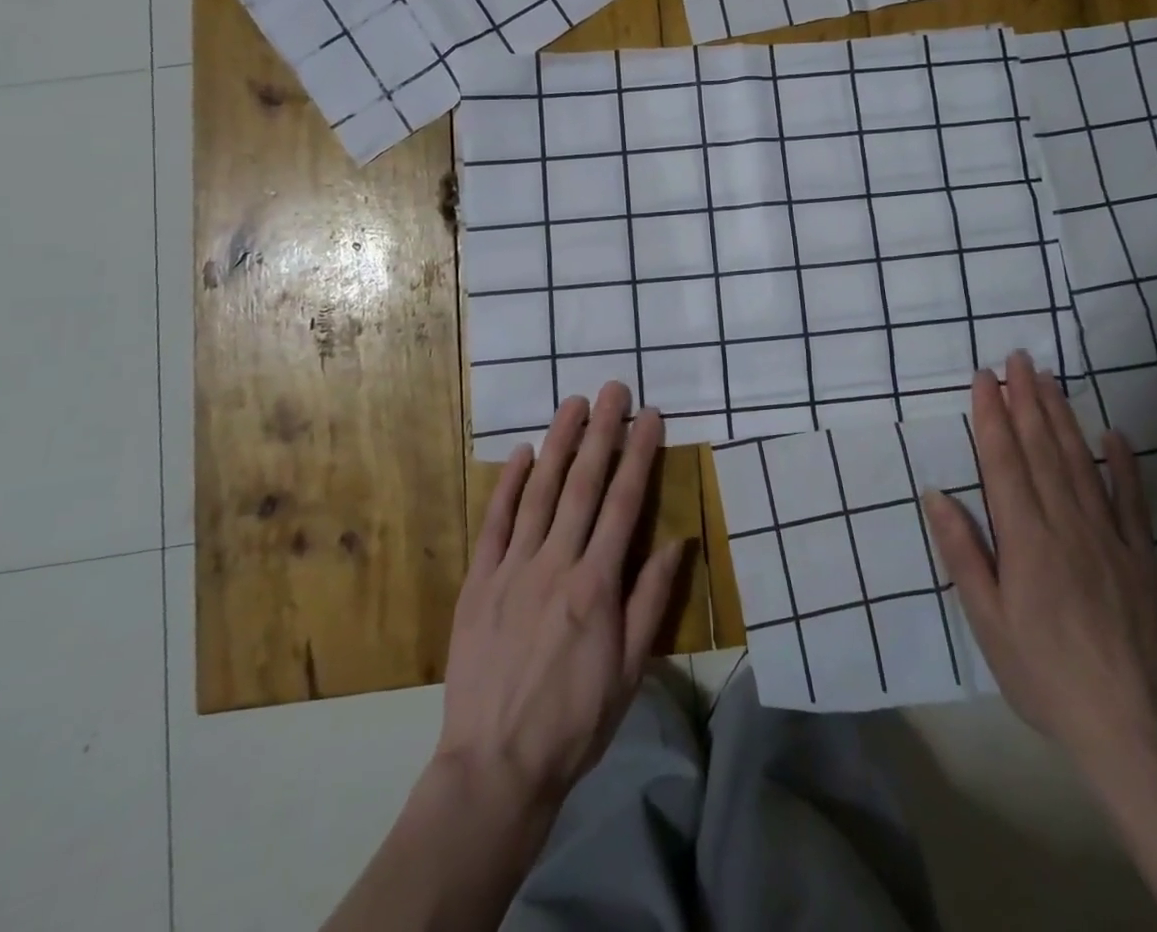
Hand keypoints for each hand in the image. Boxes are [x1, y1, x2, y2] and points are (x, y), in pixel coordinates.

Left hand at [434, 382, 687, 813]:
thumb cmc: (574, 721)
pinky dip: (509, 484)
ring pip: (540, 492)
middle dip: (602, 432)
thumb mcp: (631, 670)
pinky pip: (495, 522)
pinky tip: (522, 453)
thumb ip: (651, 600)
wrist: (495, 767)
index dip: (639, 454)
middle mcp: (556, 563)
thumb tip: (676, 540)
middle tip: (613, 389)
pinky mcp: (479, 581)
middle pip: (584, 485)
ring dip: (559, 443)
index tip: (650, 416)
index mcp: (597, 584)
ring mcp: (513, 568)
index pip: (625, 503)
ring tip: (573, 403)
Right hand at [923, 352, 1156, 767]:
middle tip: (1018, 358)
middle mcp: (1067, 525)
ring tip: (1049, 379)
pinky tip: (1113, 434)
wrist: (1129, 728)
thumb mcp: (986, 621)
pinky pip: (1132, 500)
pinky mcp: (1141, 556)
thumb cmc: (1041, 673)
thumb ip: (963, 553)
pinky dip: (1123, 463)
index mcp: (1026, 540)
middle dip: (1027, 400)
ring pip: (1081, 462)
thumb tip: (937, 494)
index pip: (1004, 462)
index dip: (992, 416)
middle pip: (1043, 450)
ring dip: (1063, 416)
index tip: (984, 377)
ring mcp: (1110, 537)